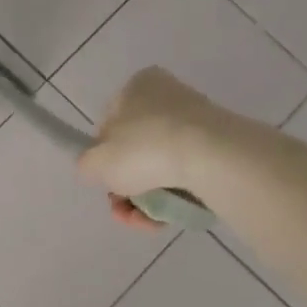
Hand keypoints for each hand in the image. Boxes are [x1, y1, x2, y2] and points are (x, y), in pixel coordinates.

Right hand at [77, 67, 210, 228]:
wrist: (212, 158)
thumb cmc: (144, 149)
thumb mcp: (95, 162)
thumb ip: (86, 164)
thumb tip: (96, 168)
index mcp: (137, 86)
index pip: (109, 124)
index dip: (103, 157)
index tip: (106, 180)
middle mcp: (168, 97)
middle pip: (135, 150)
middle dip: (126, 186)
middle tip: (123, 208)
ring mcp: (197, 122)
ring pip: (160, 167)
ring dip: (145, 199)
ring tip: (144, 220)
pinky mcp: (220, 147)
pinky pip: (186, 175)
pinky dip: (172, 197)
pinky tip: (164, 219)